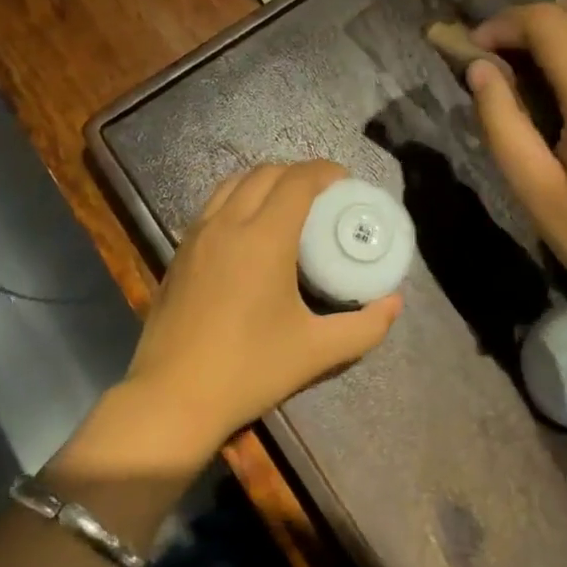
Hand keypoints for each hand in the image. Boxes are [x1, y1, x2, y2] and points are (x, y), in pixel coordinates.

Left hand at [123, 160, 404, 458]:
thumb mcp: (316, 352)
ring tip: (286, 203)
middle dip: (297, 173)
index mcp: (264, 238)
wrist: (172, 395)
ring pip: (234, 182)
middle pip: (266, 173)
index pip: (297, 181)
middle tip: (322, 195)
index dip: (324, 171)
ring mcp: (198, 233)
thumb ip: (363, 327)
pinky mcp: (180, 249)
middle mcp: (228, 223)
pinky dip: (238, 197)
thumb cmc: (248, 370)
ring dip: (265, 181)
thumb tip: (394, 303)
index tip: (345, 182)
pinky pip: (214, 204)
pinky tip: (248, 228)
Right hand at [466, 0, 566, 312]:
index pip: (549, 23)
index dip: (503, 24)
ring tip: (526, 70)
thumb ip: (502, 121)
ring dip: (564, 32)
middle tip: (501, 52)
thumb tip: (479, 70)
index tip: (473, 51)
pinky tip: (565, 96)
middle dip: (536, 17)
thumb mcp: (535, 189)